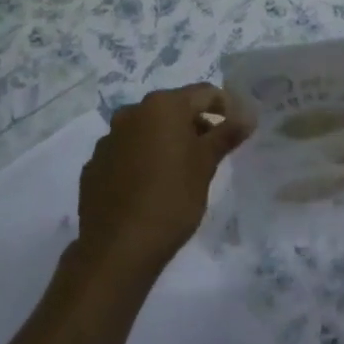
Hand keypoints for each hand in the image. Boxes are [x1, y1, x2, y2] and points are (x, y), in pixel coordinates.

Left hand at [74, 84, 252, 276]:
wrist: (117, 249)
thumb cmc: (171, 199)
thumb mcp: (206, 165)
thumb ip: (226, 134)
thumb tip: (248, 114)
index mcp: (162, 106)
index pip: (204, 93)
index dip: (226, 107)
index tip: (238, 129)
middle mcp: (132, 112)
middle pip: (173, 108)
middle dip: (195, 124)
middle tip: (212, 152)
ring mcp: (109, 139)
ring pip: (147, 130)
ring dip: (166, 141)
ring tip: (181, 171)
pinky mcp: (94, 165)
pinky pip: (126, 152)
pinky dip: (142, 159)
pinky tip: (150, 186)